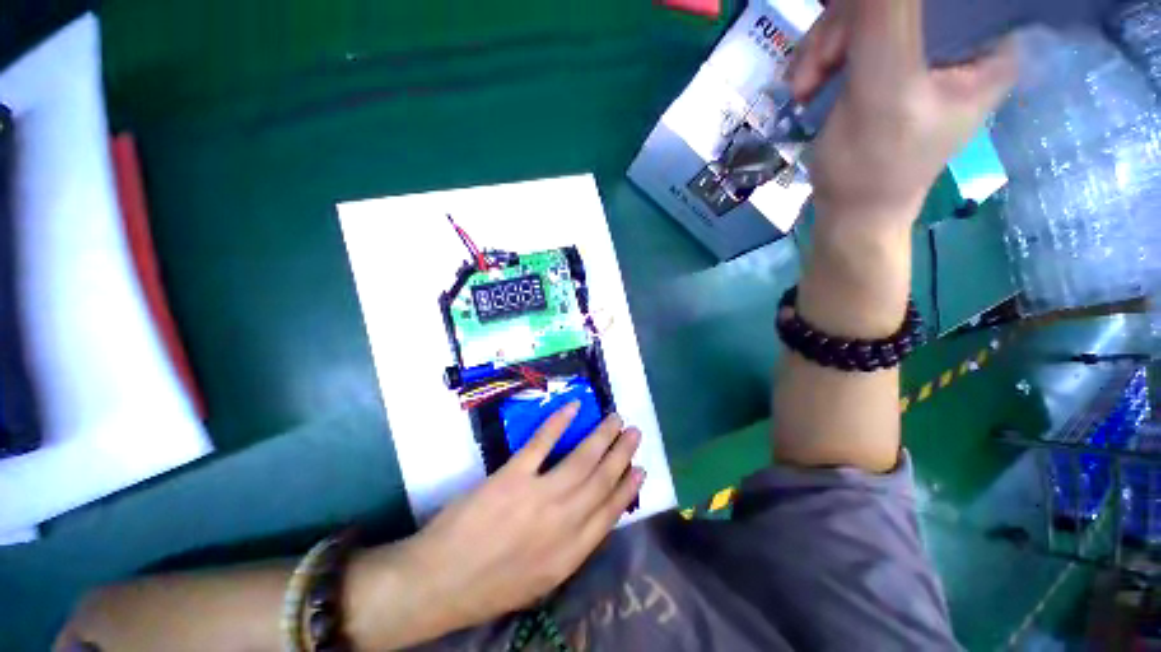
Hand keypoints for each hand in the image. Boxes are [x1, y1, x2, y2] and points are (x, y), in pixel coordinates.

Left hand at [398, 403, 643, 630]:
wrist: (438, 583)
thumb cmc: (489, 586)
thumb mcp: (540, 580)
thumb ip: (569, 549)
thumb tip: (590, 516)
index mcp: (570, 554)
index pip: (609, 513)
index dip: (627, 488)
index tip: (640, 468)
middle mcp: (563, 523)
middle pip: (601, 480)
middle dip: (621, 454)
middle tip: (634, 432)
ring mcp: (538, 496)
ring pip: (581, 459)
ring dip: (601, 436)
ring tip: (615, 419)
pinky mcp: (512, 477)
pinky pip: (542, 443)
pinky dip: (559, 422)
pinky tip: (573, 407)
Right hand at [788, 0, 1015, 224]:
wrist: (850, 212)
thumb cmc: (874, 166)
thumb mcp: (883, 88)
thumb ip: (886, 18)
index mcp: (989, 39)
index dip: (890, 6)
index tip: (854, 30)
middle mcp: (962, 36)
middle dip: (844, 28)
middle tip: (816, 69)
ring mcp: (923, 50)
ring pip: (868, 12)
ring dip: (824, 46)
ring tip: (805, 86)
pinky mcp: (890, 63)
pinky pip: (852, 35)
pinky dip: (822, 57)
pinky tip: (808, 84)